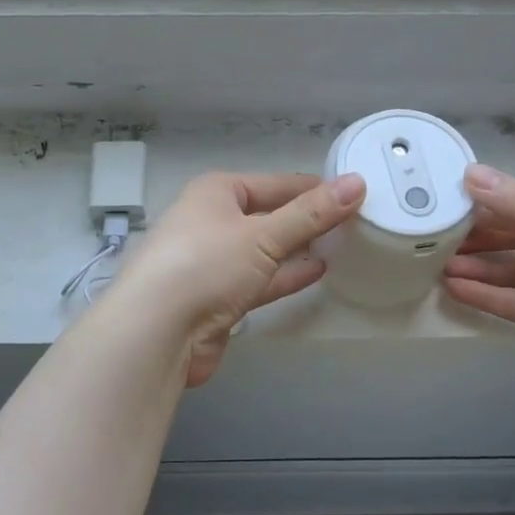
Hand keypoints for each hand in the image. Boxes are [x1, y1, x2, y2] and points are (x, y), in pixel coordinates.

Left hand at [107, 170, 366, 386]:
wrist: (158, 331)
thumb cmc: (207, 264)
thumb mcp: (264, 234)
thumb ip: (312, 213)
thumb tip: (356, 183)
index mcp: (216, 192)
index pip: (273, 183)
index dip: (311, 187)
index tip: (351, 191)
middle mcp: (211, 221)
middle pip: (268, 215)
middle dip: (305, 219)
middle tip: (353, 220)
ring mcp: (212, 261)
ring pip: (264, 249)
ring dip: (297, 248)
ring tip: (340, 245)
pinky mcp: (217, 298)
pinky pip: (259, 279)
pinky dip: (285, 275)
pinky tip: (316, 271)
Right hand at [441, 164, 514, 421]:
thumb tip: (470, 173)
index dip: (483, 202)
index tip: (440, 201)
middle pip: (514, 235)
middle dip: (476, 234)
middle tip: (429, 235)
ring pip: (511, 269)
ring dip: (477, 265)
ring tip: (433, 263)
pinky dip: (487, 295)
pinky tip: (455, 289)